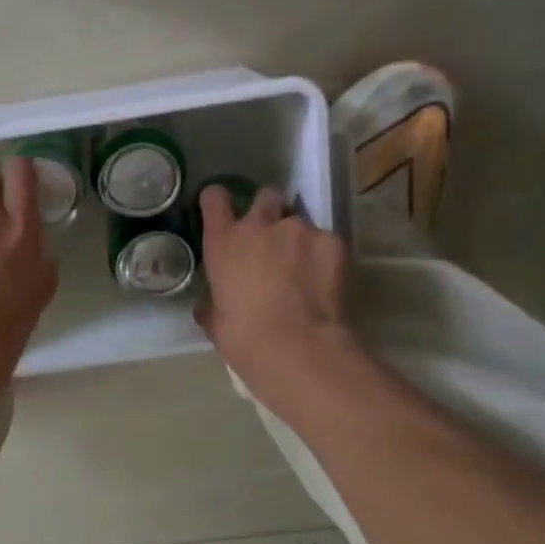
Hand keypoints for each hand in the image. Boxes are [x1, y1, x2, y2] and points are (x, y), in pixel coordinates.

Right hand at [196, 184, 352, 401]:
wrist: (297, 348)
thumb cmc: (244, 337)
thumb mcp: (215, 321)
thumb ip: (212, 301)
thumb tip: (211, 303)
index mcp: (224, 241)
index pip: (215, 198)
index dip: (218, 201)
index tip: (223, 211)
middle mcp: (260, 225)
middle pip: (266, 195)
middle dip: (269, 210)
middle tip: (271, 239)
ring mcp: (300, 229)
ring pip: (299, 221)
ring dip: (298, 239)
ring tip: (304, 268)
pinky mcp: (333, 242)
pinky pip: (326, 241)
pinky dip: (324, 256)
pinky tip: (324, 281)